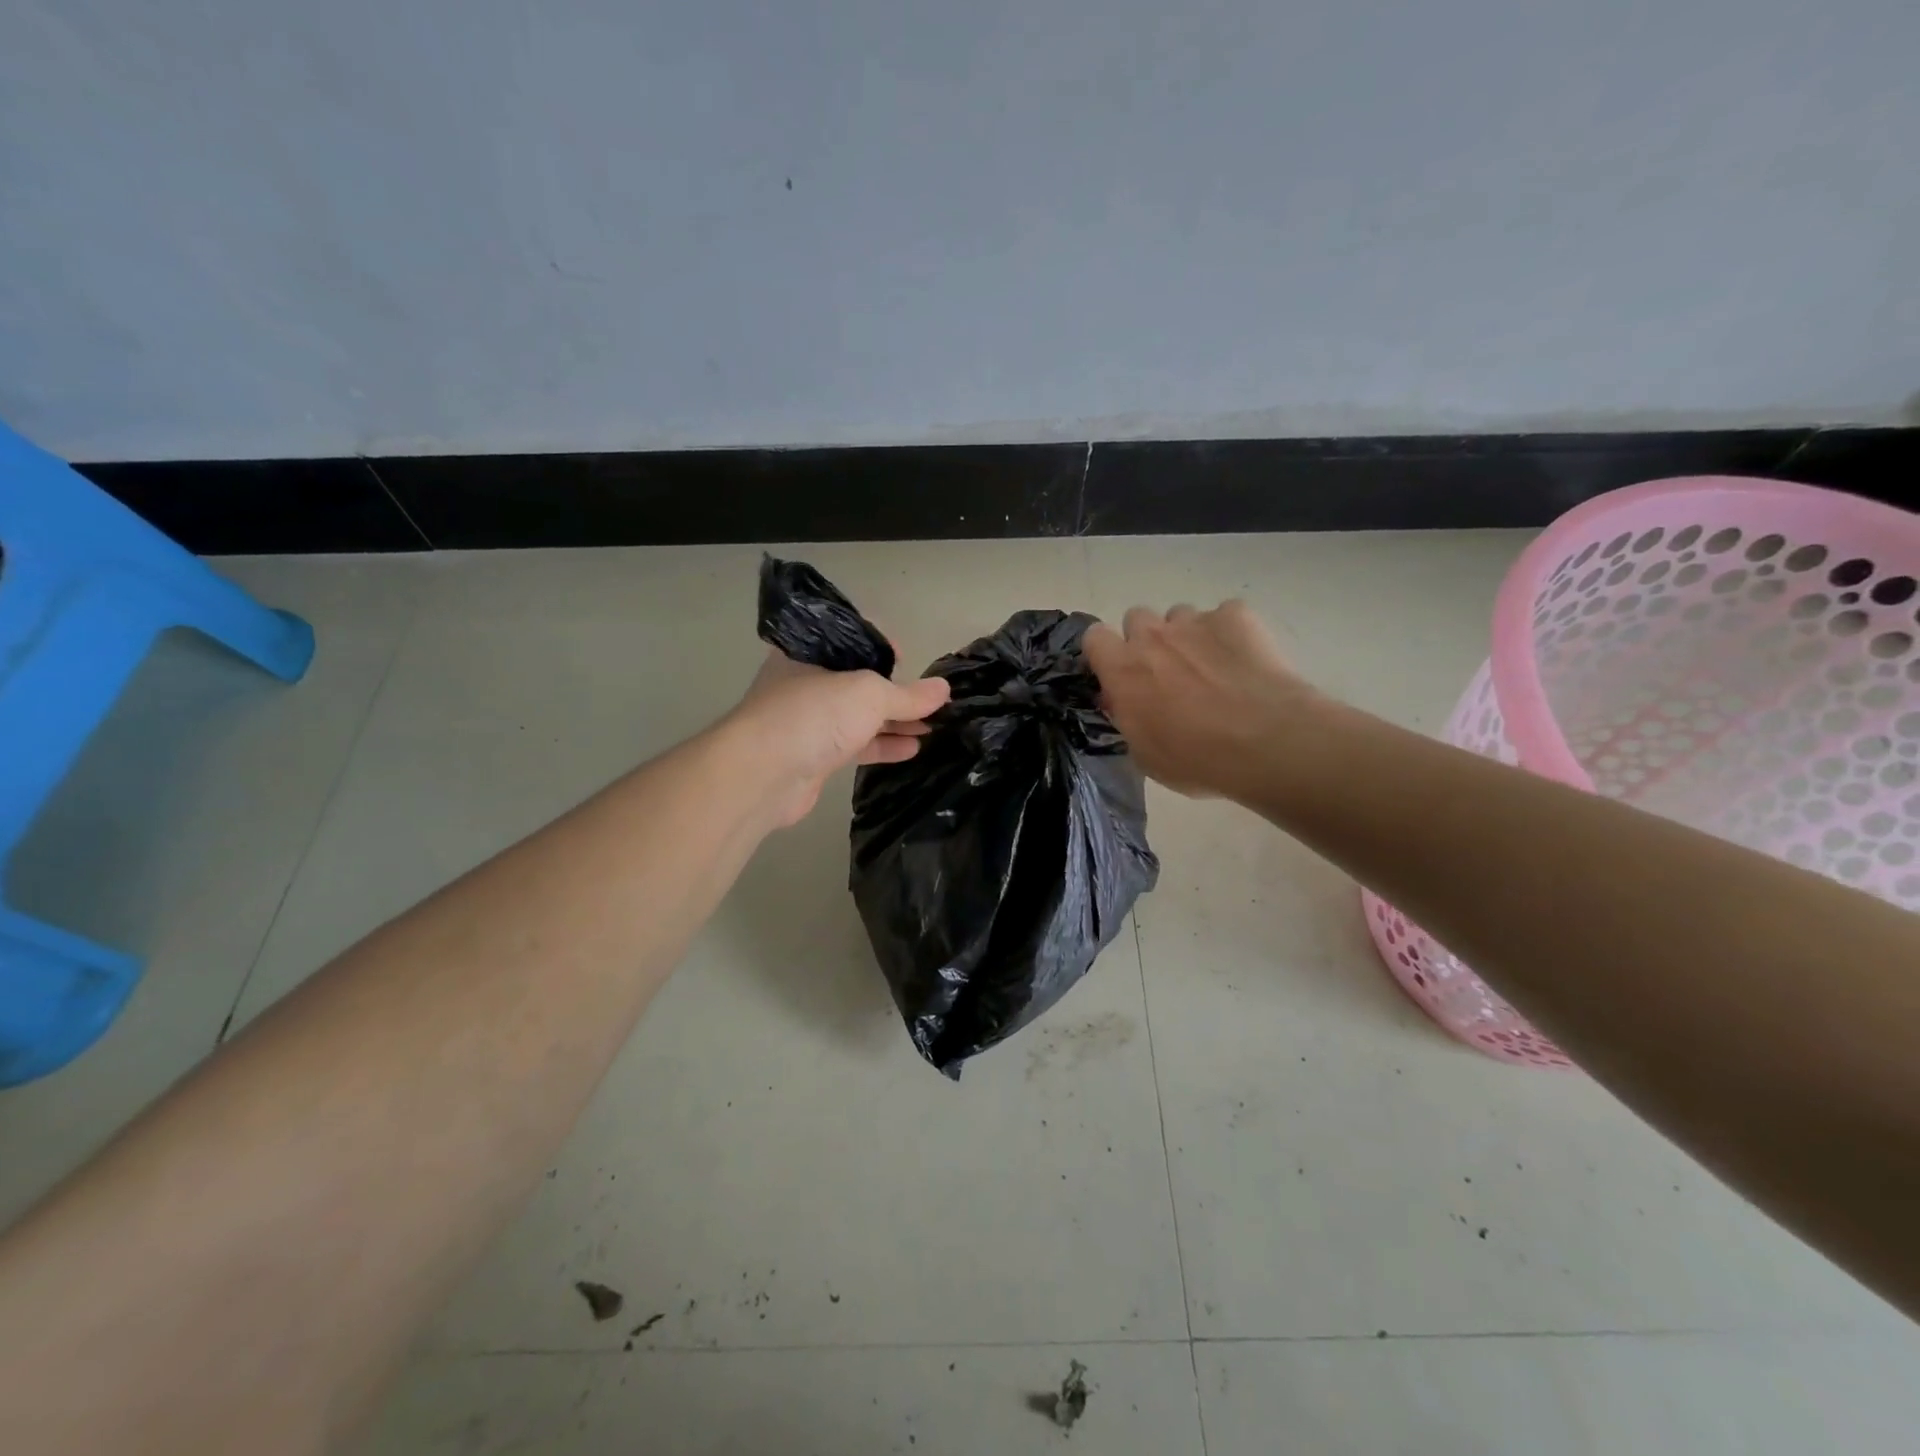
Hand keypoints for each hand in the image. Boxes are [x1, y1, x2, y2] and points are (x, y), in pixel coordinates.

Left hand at [727, 650, 950, 826]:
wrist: (764, 774)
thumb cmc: (814, 714)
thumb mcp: (869, 694)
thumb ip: (908, 695)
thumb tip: (944, 690)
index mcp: (810, 652)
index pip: (850, 639)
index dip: (882, 645)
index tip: (908, 659)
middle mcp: (806, 682)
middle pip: (858, 681)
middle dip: (896, 691)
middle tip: (930, 701)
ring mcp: (809, 721)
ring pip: (859, 716)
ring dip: (895, 721)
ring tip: (933, 726)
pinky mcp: (814, 756)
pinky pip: (855, 745)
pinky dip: (883, 745)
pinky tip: (913, 749)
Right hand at [1083, 601, 1320, 799]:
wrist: (1266, 742)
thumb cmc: (1196, 759)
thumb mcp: (1144, 753)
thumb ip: (1128, 718)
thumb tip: (1124, 701)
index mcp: (1122, 669)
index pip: (1094, 637)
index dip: (1106, 653)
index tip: (1120, 674)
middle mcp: (1152, 635)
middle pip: (1136, 618)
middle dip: (1147, 641)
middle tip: (1168, 673)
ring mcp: (1195, 621)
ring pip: (1180, 615)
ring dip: (1187, 636)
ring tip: (1212, 668)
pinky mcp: (1237, 615)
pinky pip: (1225, 615)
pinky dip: (1230, 633)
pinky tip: (1245, 661)